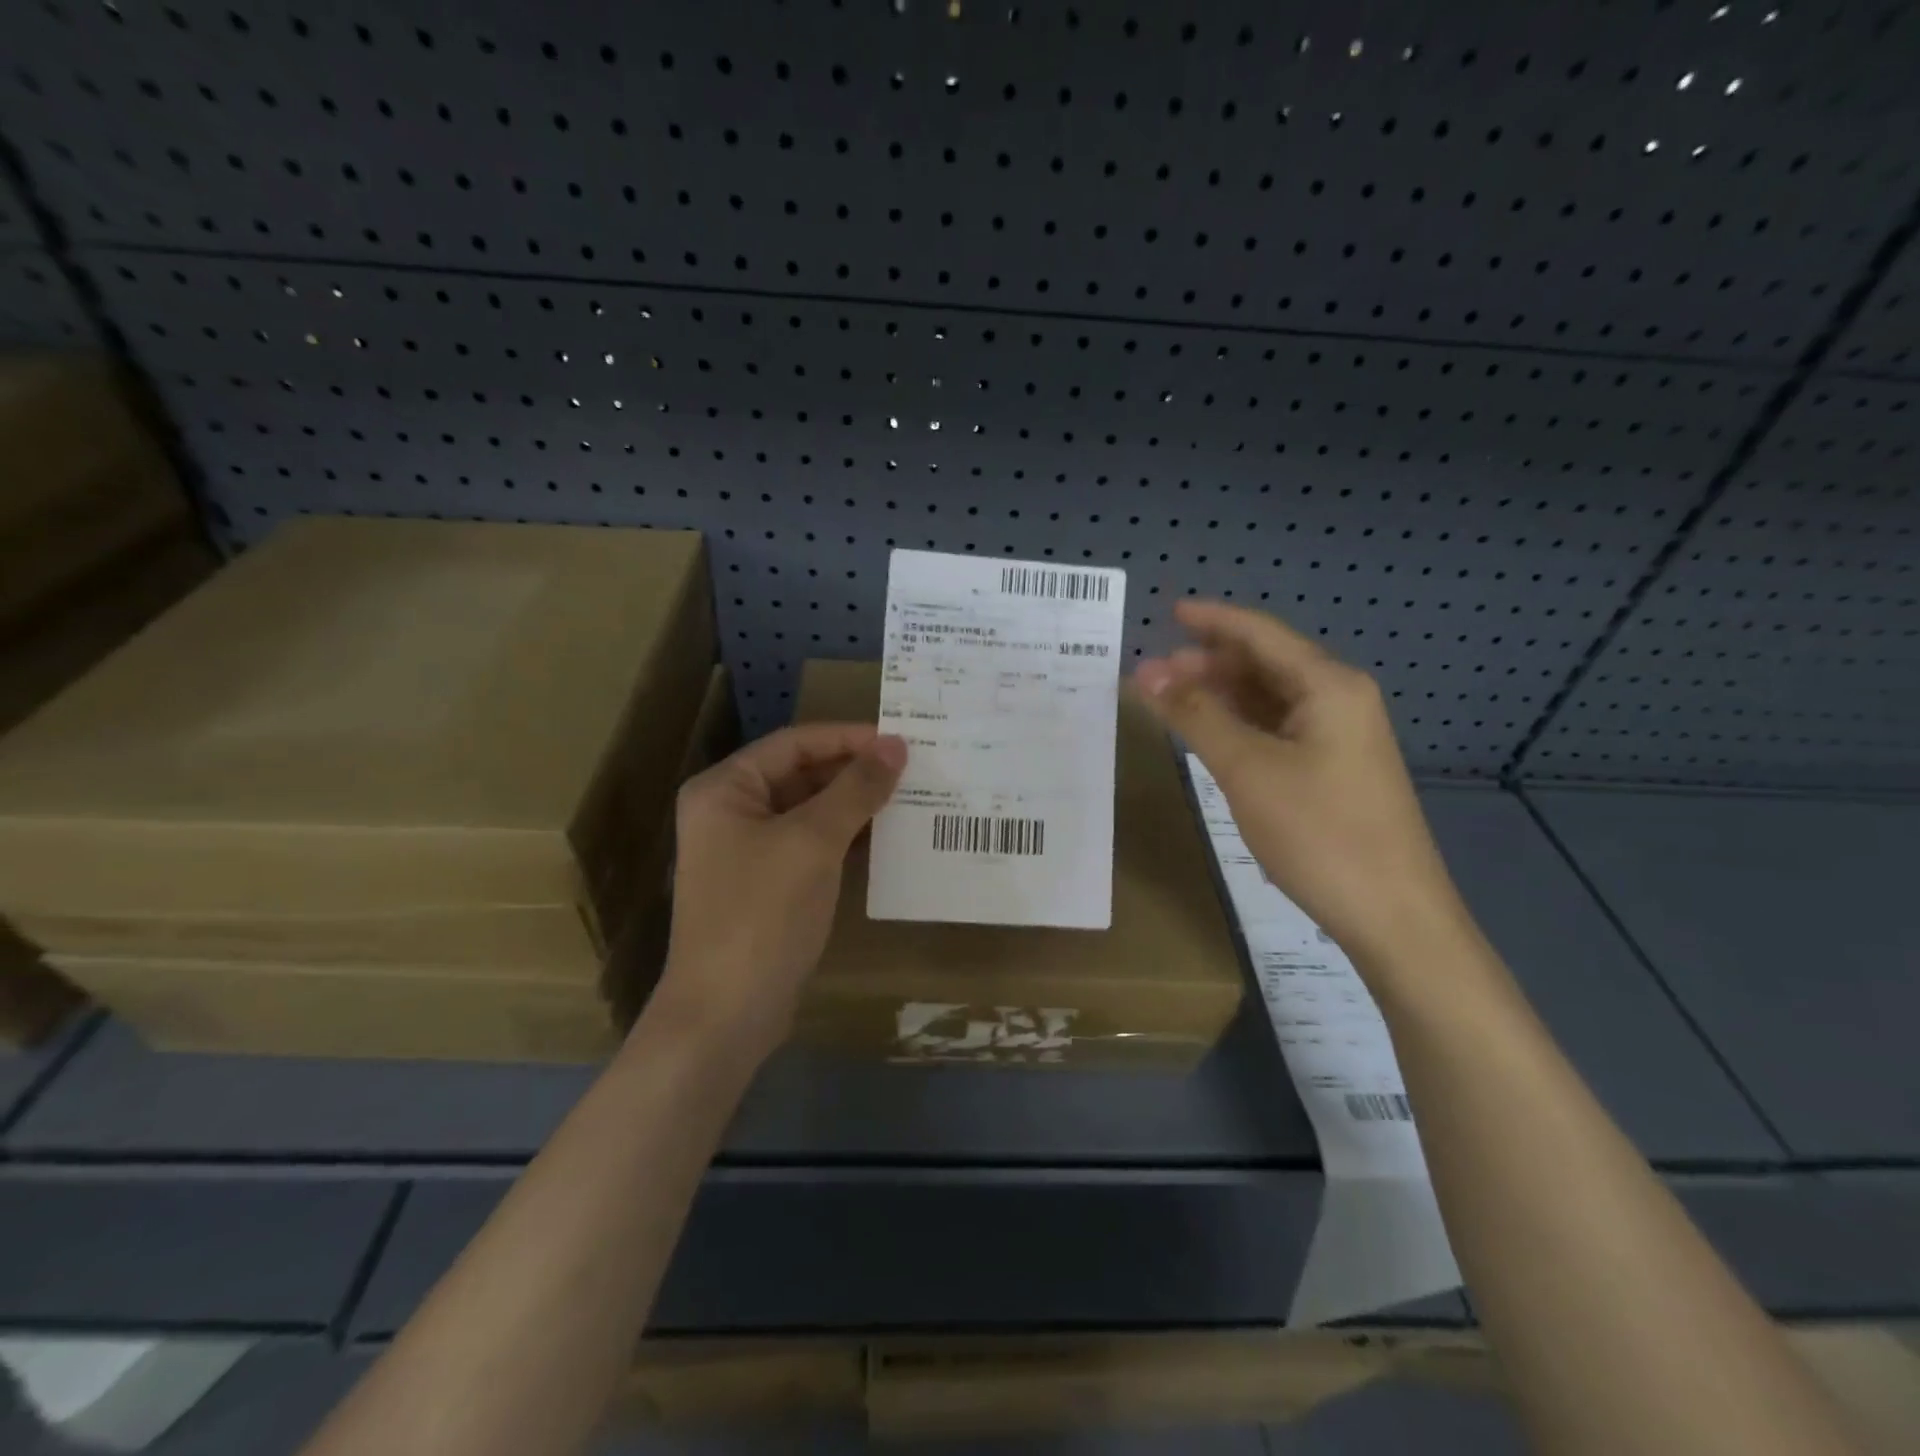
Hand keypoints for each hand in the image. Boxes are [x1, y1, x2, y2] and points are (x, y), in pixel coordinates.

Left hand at [652, 724, 906, 1059]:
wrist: (726, 1014)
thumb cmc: (762, 913)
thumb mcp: (813, 842)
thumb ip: (856, 789)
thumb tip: (896, 746)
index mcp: (725, 789)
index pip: (794, 743)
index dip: (848, 738)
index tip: (900, 740)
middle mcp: (730, 812)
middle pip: (801, 775)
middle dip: (855, 772)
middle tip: (913, 769)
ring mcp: (747, 852)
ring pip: (810, 812)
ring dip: (855, 805)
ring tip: (910, 798)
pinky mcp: (766, 885)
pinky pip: (811, 846)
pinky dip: (845, 839)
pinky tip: (887, 839)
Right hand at [1133, 601, 1471, 975]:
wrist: (1392, 915)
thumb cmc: (1320, 833)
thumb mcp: (1248, 769)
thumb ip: (1196, 716)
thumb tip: (1147, 673)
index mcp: (1328, 685)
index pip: (1260, 634)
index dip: (1212, 620)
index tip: (1168, 612)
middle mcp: (1338, 699)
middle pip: (1265, 663)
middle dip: (1207, 662)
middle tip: (1153, 672)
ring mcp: (1339, 736)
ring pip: (1269, 698)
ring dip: (1220, 694)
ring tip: (1170, 699)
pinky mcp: (1333, 768)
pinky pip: (1277, 728)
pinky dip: (1239, 724)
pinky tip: (1210, 733)